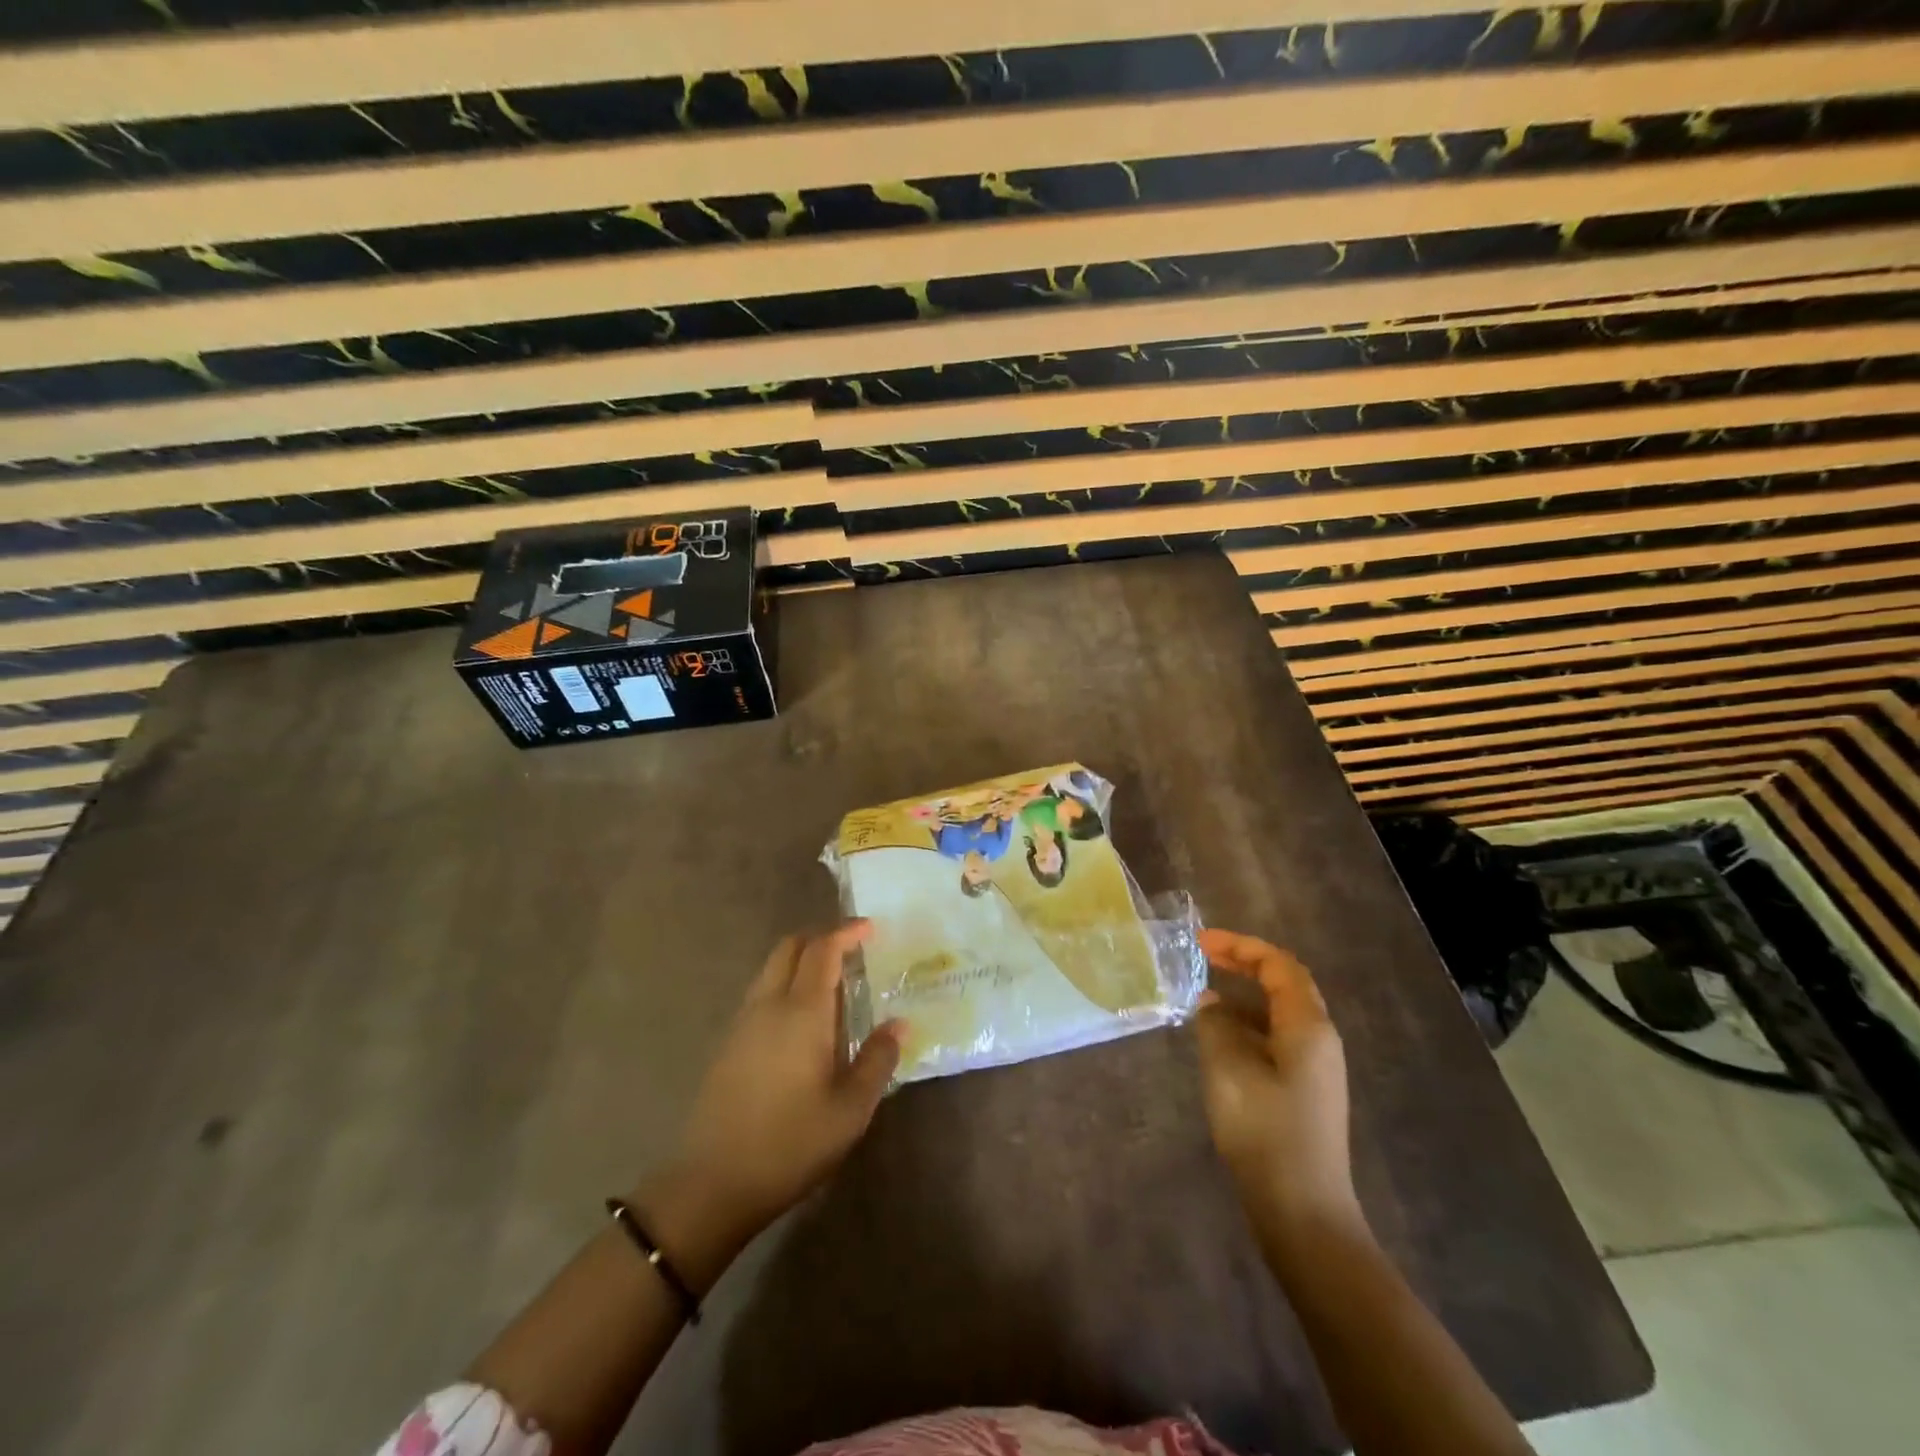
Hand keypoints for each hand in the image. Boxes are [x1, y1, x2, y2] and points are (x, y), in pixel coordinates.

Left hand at [644, 923, 902, 1258]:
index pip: (822, 949)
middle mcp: (768, 1005)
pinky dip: (786, 984)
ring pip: (772, 969)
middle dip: (821, 938)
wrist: (712, 1184)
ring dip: (802, 961)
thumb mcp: (850, 1110)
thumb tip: (898, 1024)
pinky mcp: (729, 1044)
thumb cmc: (790, 1144)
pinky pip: (761, 993)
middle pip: (790, 947)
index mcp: (801, 1012)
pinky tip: (805, 1020)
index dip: (846, 932)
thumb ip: (877, 1060)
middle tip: (853, 949)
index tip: (871, 929)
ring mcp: (743, 1023)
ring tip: (834, 984)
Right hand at [1193, 929, 1361, 1237]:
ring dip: (1243, 997)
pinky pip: (1275, 1040)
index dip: (1240, 945)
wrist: (1303, 1211)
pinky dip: (1246, 1027)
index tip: (1201, 942)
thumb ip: (1215, 1024)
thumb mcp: (1227, 1067)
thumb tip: (1211, 1003)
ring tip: (1202, 998)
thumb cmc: (1265, 1130)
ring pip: (1278, 1014)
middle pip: (1284, 984)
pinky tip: (1218, 1041)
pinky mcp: (1304, 1092)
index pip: (1279, 964)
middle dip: (1243, 964)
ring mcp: (1315, 1069)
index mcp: (1308, 1026)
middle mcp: (1319, 1040)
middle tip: (1203, 956)